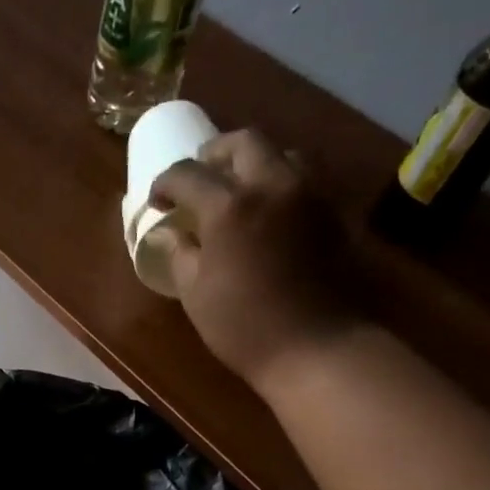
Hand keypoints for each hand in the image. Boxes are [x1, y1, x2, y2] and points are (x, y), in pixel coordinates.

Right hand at [149, 131, 362, 390]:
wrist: (316, 347)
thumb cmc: (243, 326)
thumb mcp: (194, 293)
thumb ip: (180, 254)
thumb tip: (172, 234)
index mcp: (230, 206)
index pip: (188, 174)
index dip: (166, 183)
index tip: (157, 201)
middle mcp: (273, 185)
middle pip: (244, 142)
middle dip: (214, 154)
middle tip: (198, 179)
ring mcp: (309, 195)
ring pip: (281, 153)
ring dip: (253, 162)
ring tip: (237, 190)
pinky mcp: (332, 213)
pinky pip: (303, 179)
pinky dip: (279, 183)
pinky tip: (267, 213)